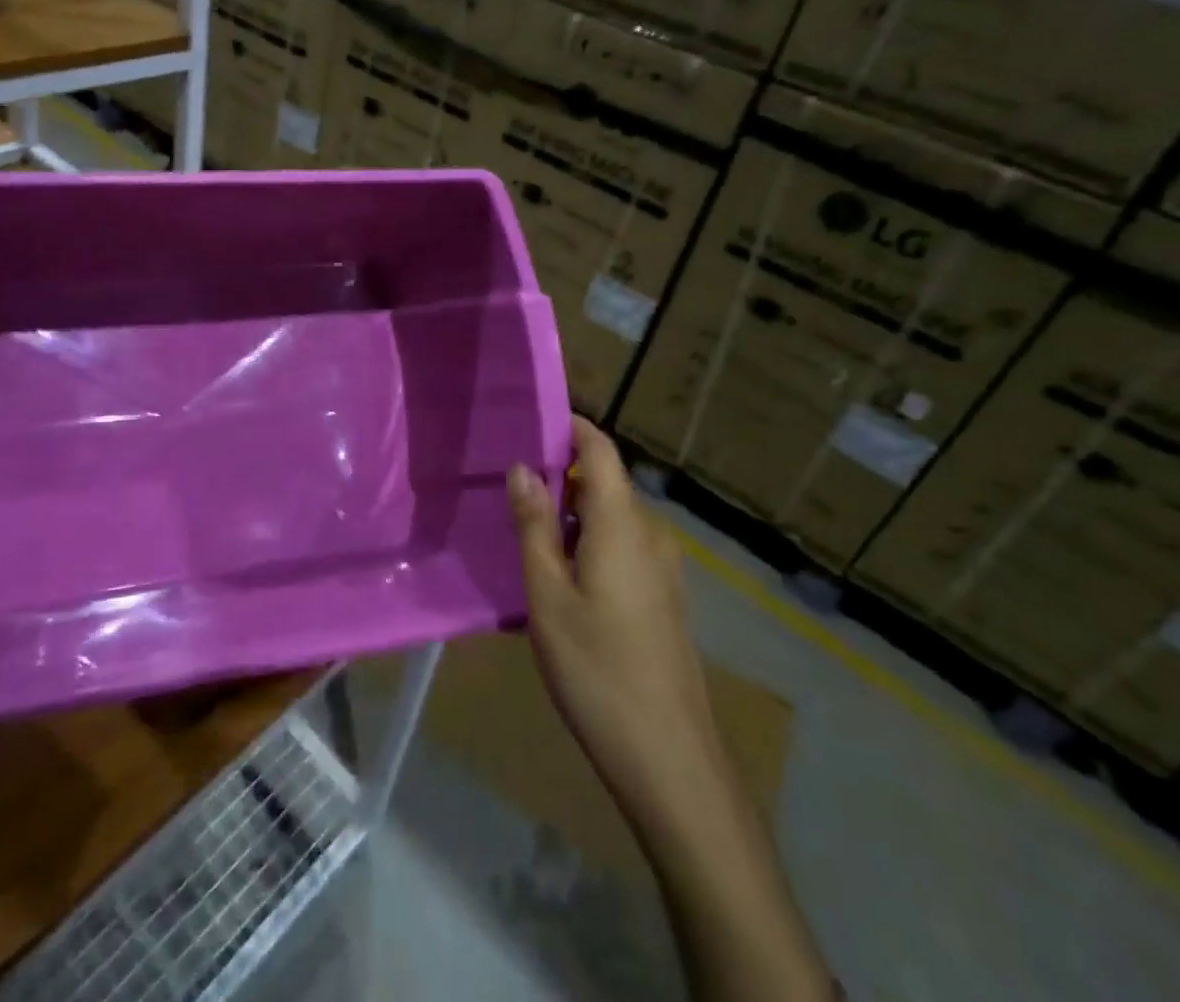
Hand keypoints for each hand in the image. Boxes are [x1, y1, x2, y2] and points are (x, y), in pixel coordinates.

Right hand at [507, 416, 716, 809]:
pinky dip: (589, 542)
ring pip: (612, 517)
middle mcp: (651, 533)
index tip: (530, 420)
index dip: (571, 427)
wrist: (669, 758)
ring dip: (572, 513)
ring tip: (525, 529)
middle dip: (561, 475)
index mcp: (623, 523)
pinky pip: (623, 546)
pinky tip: (559, 574)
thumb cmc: (597, 668)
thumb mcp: (548, 594)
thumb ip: (534, 525)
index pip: (601, 449)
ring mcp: (664, 567)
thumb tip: (523, 467)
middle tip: (509, 486)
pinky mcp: (664, 596)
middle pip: (605, 482)